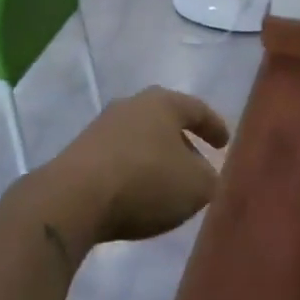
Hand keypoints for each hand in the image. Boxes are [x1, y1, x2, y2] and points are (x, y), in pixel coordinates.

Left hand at [36, 87, 228, 245]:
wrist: (75, 197)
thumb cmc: (146, 181)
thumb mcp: (196, 186)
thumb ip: (210, 179)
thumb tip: (206, 176)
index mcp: (163, 102)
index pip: (197, 109)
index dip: (214, 126)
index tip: (224, 144)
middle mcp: (132, 105)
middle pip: (165, 120)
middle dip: (182, 141)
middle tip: (198, 161)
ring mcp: (102, 126)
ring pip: (140, 138)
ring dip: (156, 157)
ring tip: (169, 182)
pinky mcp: (82, 151)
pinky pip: (120, 157)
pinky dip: (134, 170)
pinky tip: (138, 192)